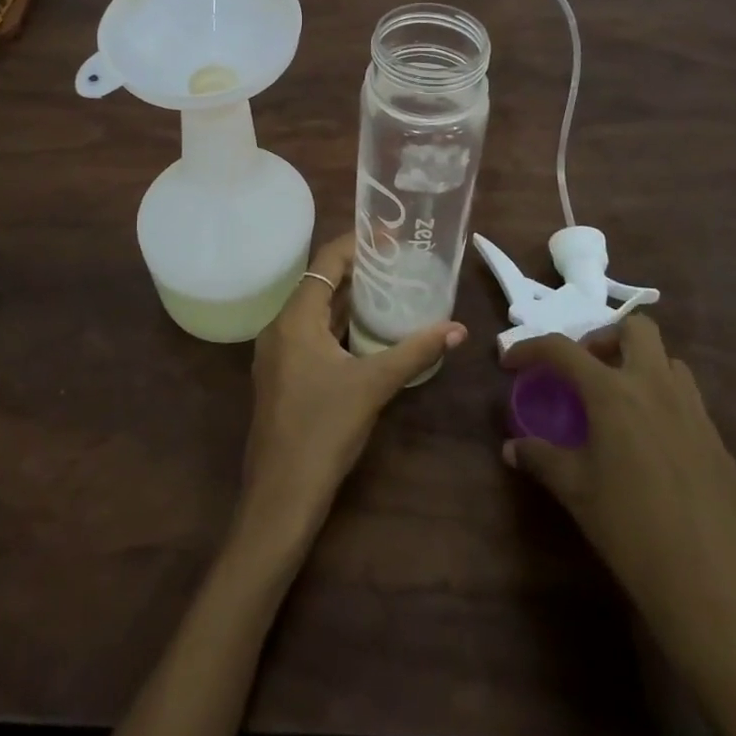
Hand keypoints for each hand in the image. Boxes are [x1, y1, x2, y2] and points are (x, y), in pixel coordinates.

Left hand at [237, 233, 466, 555]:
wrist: (280, 497)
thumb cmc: (323, 431)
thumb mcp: (373, 385)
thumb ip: (415, 352)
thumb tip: (457, 329)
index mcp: (295, 318)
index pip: (326, 261)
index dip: (357, 243)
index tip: (391, 237)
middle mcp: (280, 327)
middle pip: (320, 283)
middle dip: (358, 272)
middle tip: (399, 264)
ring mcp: (278, 353)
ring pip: (316, 312)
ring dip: (350, 302)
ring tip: (391, 292)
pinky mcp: (282, 376)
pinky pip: (312, 335)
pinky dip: (339, 327)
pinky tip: (369, 335)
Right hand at [503, 320, 735, 735]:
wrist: (716, 592)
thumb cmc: (632, 532)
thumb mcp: (576, 493)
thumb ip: (541, 459)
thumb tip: (512, 448)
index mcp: (614, 392)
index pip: (563, 349)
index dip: (530, 348)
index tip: (510, 362)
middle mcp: (656, 387)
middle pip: (636, 329)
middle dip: (605, 338)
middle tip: (585, 371)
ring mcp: (695, 413)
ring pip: (669, 361)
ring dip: (640, 366)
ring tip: (619, 402)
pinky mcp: (719, 444)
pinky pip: (689, 401)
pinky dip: (664, 403)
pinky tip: (652, 446)